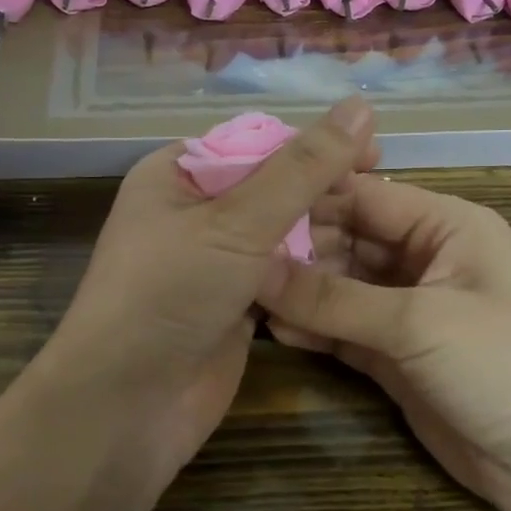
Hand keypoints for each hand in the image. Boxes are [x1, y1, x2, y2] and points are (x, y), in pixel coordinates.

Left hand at [32, 97, 378, 491]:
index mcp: (177, 175)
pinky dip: (311, 272)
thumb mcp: (237, 221)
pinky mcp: (232, 306)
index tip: (374, 150)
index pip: (257, 141)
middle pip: (271, 187)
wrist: (126, 405)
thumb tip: (360, 105)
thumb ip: (302, 168)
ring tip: (381, 228)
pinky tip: (356, 269)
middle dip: (322, 189)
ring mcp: (212, 263)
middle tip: (384, 193)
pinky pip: (280, 276)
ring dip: (323, 232)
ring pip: (279, 234)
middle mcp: (193, 213)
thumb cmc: (170, 293)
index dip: (314, 143)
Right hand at [258, 175, 510, 510]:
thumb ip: (334, 298)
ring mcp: (409, 310)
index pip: (364, 196)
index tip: (246, 205)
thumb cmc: (506, 365)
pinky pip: (344, 330)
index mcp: (446, 225)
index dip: (307, 198)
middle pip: (347, 239)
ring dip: (299, 291)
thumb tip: (255, 268)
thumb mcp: (419, 322)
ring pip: (341, 287)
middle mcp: (424, 258)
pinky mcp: (396, 356)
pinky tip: (272, 328)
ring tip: (241, 291)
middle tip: (233, 257)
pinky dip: (314, 328)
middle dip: (297, 249)